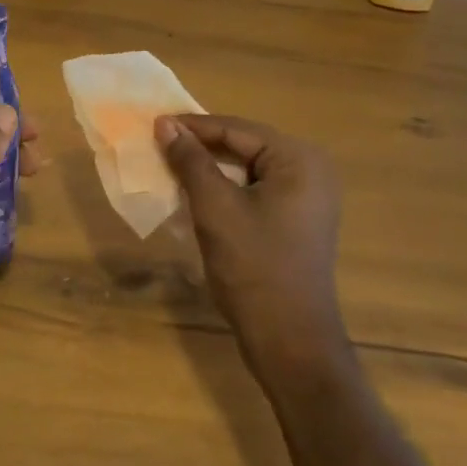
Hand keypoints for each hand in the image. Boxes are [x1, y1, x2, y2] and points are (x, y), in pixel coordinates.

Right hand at [156, 114, 345, 374]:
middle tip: (160, 142)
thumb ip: (191, 161)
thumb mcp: (215, 208)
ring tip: (173, 164)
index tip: (154, 123)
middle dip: (202, 145)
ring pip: (249, 168)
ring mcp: (308, 198)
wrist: (291, 342)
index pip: (238, 130)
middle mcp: (311, 171)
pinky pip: (257, 190)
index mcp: (299, 160)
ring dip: (211, 167)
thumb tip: (165, 125)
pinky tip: (197, 192)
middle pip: (246, 146)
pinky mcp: (298, 221)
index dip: (194, 126)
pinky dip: (226, 188)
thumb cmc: (254, 267)